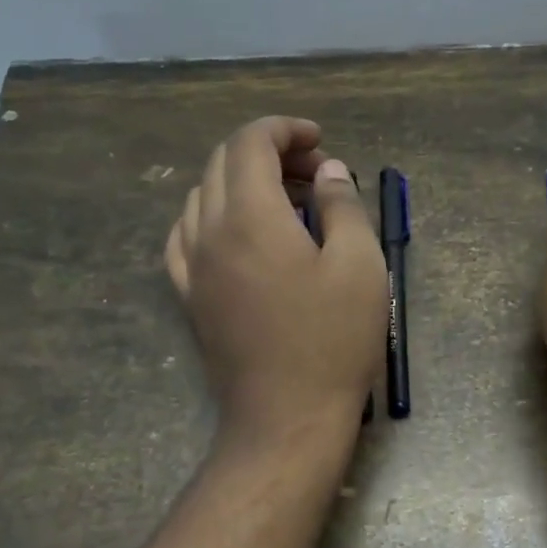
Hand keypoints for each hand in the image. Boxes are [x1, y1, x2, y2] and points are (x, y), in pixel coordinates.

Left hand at [165, 117, 385, 436]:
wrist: (286, 417)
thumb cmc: (332, 340)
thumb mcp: (359, 266)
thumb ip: (342, 206)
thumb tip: (327, 170)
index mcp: (251, 217)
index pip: (250, 144)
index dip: (284, 130)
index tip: (320, 141)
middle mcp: (209, 232)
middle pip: (223, 164)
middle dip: (269, 152)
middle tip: (315, 173)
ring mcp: (192, 266)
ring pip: (202, 196)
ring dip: (241, 182)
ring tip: (285, 201)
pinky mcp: (190, 295)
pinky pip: (187, 235)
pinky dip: (215, 215)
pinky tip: (241, 233)